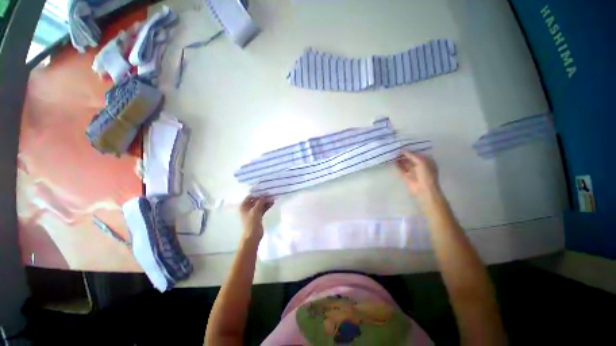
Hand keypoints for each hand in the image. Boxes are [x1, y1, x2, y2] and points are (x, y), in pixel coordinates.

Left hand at [239, 195, 273, 242]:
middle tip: (270, 194)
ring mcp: (253, 212)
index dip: (257, 193)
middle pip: (256, 200)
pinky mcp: (258, 216)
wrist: (253, 235)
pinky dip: (267, 206)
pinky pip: (263, 209)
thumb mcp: (255, 210)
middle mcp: (248, 208)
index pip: (250, 196)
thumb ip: (260, 201)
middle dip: (263, 198)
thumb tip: (264, 194)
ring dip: (266, 202)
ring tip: (273, 198)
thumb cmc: (251, 221)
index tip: (264, 191)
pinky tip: (272, 203)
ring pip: (260, 205)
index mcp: (244, 206)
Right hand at [395, 151, 441, 204]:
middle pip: (410, 159)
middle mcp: (419, 166)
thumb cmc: (426, 175)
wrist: (424, 190)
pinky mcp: (406, 177)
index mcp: (426, 162)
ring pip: (404, 164)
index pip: (417, 154)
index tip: (402, 146)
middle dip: (403, 155)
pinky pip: (400, 170)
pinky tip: (391, 162)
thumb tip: (403, 150)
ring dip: (399, 160)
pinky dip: (396, 167)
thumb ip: (412, 156)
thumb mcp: (421, 162)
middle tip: (395, 150)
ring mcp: (412, 172)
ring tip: (392, 155)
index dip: (411, 150)